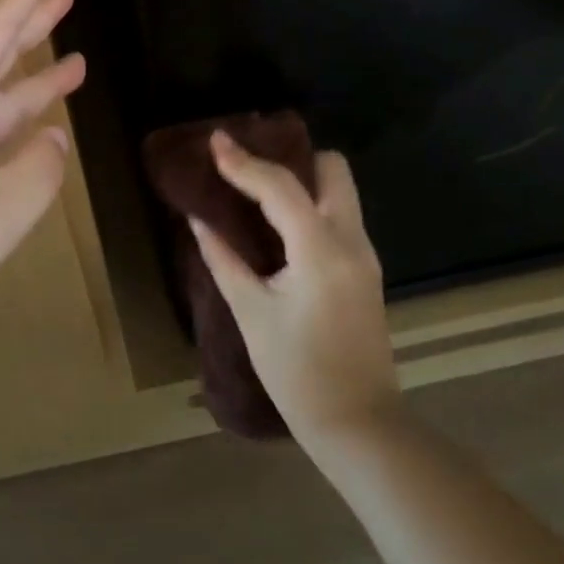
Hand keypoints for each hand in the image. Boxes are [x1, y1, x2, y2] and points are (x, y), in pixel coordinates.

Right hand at [194, 133, 400, 443]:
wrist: (359, 424)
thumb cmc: (297, 373)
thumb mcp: (251, 312)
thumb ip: (223, 258)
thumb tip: (198, 219)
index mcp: (320, 250)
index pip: (280, 186)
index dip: (243, 161)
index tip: (216, 140)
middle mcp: (351, 241)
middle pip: (332, 170)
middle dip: (292, 157)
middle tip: (250, 165)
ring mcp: (364, 254)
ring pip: (340, 190)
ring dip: (303, 178)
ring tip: (257, 187)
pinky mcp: (365, 269)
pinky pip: (340, 215)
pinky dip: (311, 203)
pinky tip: (278, 221)